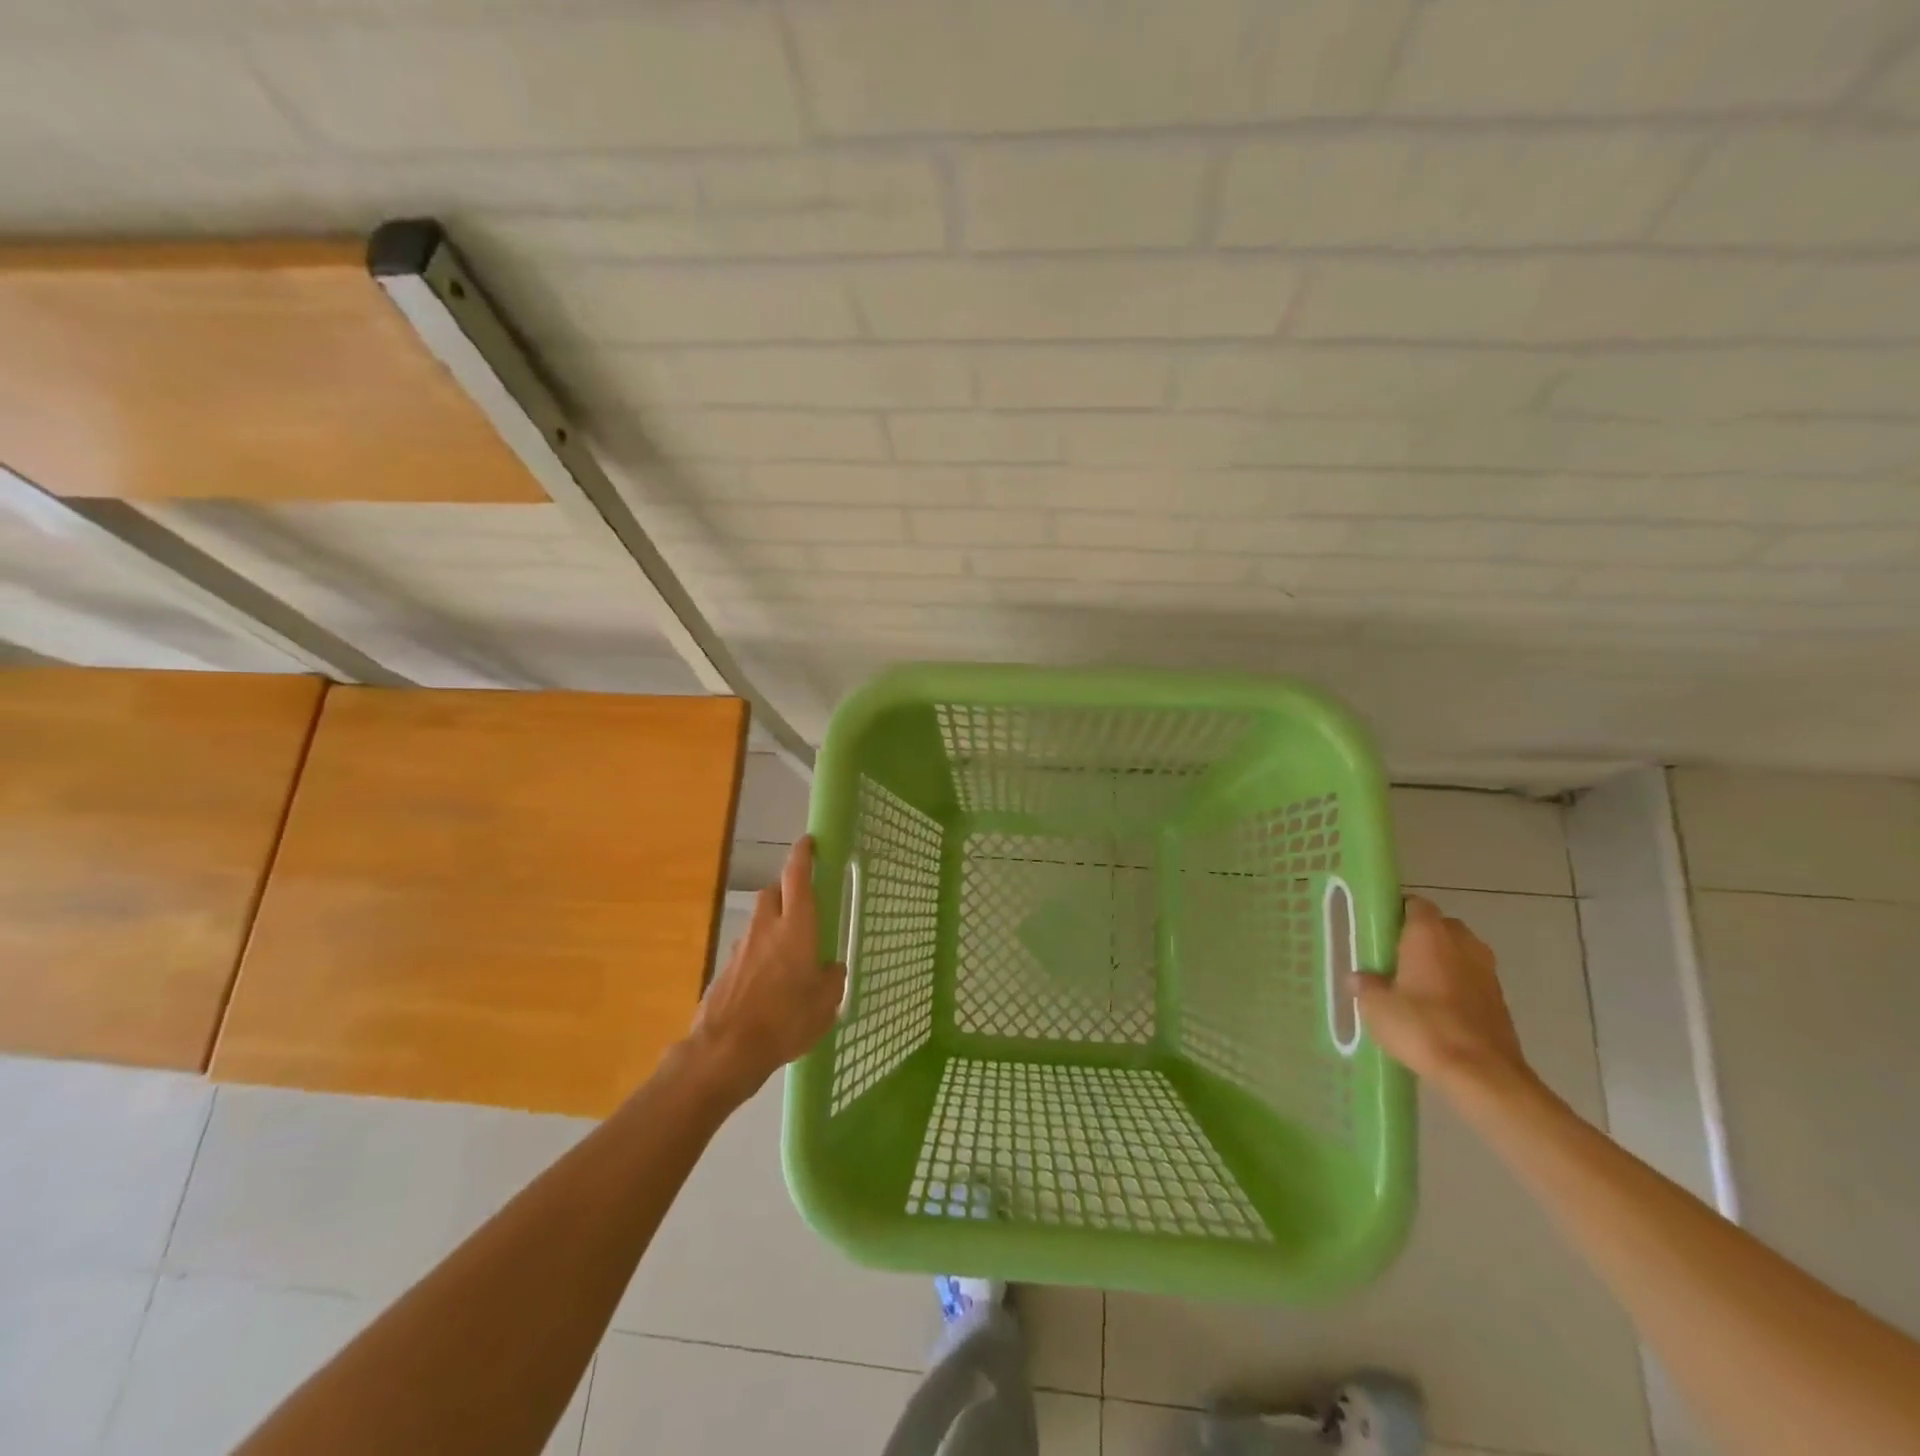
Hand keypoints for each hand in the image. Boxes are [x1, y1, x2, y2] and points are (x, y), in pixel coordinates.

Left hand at [688, 836, 846, 1101]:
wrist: (725, 1050)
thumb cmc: (785, 1021)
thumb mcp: (825, 1004)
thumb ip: (831, 979)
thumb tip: (831, 968)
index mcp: (796, 928)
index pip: (797, 877)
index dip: (803, 855)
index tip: (809, 841)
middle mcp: (767, 927)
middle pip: (773, 891)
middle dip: (787, 888)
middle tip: (803, 901)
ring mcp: (742, 947)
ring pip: (760, 919)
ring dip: (773, 921)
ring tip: (788, 948)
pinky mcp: (726, 968)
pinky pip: (748, 948)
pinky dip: (759, 952)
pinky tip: (768, 979)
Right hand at [1354, 895, 1532, 1096]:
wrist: (1483, 1074)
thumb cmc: (1422, 1027)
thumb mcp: (1376, 1006)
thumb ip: (1365, 985)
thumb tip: (1358, 977)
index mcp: (1429, 933)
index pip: (1414, 904)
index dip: (1396, 912)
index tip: (1378, 930)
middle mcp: (1462, 942)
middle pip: (1439, 927)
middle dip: (1419, 938)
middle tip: (1393, 959)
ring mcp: (1487, 971)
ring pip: (1458, 954)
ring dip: (1440, 963)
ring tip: (1414, 986)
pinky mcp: (1500, 999)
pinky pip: (1471, 980)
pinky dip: (1456, 986)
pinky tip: (1436, 1010)